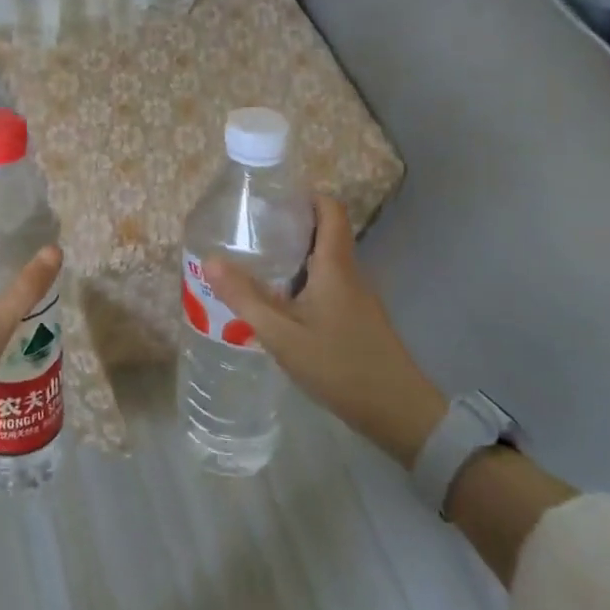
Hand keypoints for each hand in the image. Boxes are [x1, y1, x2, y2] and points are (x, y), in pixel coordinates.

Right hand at [205, 195, 445, 465]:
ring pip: (324, 262)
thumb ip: (245, 297)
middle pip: (324, 232)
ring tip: (255, 264)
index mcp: (335, 264)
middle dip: (288, 226)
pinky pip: (328, 285)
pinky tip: (278, 304)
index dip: (304, 196)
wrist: (398, 414)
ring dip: (293, 257)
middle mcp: (350, 272)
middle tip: (249, 232)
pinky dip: (303, 283)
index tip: (270, 199)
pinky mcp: (357, 319)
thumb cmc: (340, 365)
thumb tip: (210, 259)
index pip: (329, 208)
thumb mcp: (282, 334)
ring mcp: (357, 297)